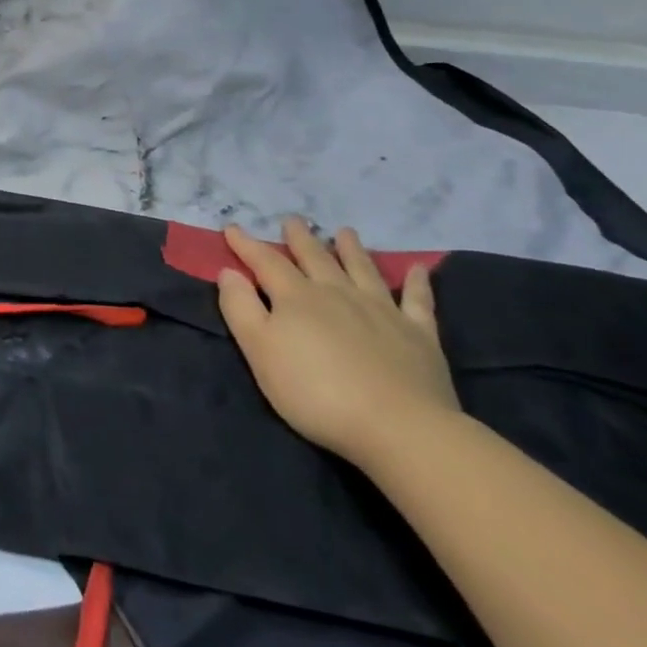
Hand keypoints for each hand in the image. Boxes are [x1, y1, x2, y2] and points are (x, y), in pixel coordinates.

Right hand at [218, 218, 459, 469]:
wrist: (398, 426)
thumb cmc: (315, 392)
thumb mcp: (260, 352)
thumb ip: (241, 309)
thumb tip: (229, 272)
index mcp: (297, 297)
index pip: (266, 262)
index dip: (247, 245)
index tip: (232, 227)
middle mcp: (337, 293)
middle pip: (315, 258)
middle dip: (300, 238)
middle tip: (292, 220)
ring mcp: (381, 310)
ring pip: (362, 269)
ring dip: (351, 249)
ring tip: (343, 231)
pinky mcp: (418, 334)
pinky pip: (417, 300)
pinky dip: (416, 283)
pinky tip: (417, 270)